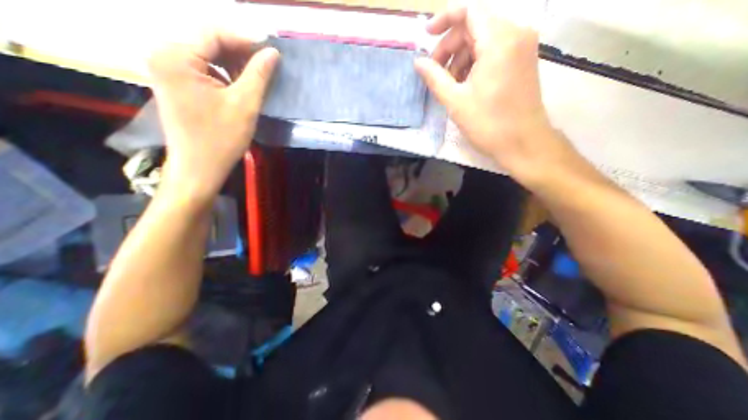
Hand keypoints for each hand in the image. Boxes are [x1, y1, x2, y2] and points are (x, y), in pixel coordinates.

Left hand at [150, 29, 280, 201]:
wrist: (199, 167)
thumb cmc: (222, 138)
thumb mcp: (245, 105)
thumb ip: (258, 75)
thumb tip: (272, 52)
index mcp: (176, 56)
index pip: (213, 33)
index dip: (245, 39)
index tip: (271, 50)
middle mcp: (164, 55)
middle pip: (208, 42)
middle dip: (239, 52)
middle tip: (266, 66)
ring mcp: (166, 69)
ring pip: (207, 56)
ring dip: (233, 64)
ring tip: (256, 78)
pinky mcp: (174, 83)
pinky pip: (202, 69)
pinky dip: (223, 74)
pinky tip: (239, 87)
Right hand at [419, 1, 573, 184]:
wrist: (522, 143)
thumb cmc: (487, 123)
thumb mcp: (455, 101)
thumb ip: (434, 77)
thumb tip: (418, 62)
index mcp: (498, 40)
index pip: (468, 12)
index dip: (443, 20)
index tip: (426, 36)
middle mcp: (515, 34)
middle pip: (475, 26)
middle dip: (450, 46)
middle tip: (436, 72)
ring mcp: (523, 47)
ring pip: (484, 40)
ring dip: (462, 57)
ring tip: (450, 84)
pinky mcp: (524, 61)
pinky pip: (495, 51)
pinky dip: (476, 62)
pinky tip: (466, 84)